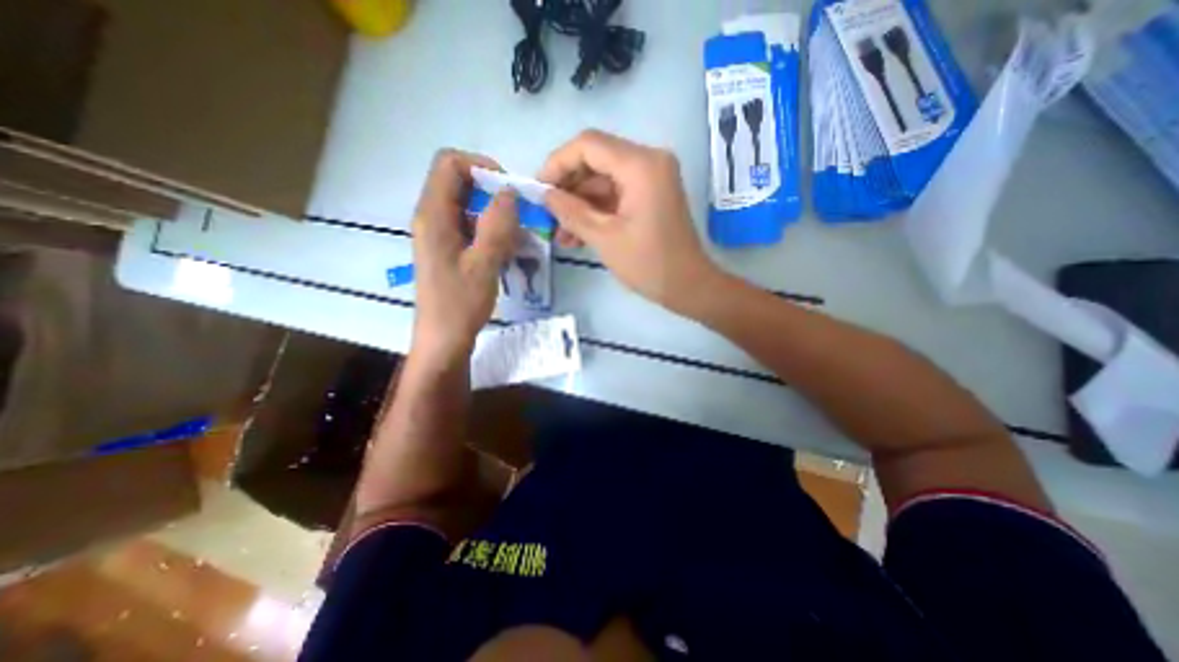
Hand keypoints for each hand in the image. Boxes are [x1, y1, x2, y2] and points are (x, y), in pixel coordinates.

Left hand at [411, 149, 517, 364]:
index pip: (450, 164)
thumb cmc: (460, 304)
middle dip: (494, 194)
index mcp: (433, 215)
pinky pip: (472, 227)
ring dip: (496, 216)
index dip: (481, 167)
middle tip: (519, 217)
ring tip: (517, 240)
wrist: (444, 339)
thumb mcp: (483, 264)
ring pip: (469, 207)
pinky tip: (508, 252)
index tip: (508, 191)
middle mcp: (432, 218)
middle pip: (461, 184)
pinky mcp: (450, 249)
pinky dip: (492, 232)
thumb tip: (509, 193)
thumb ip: (497, 226)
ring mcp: (441, 234)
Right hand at [537, 131, 717, 314]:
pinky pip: (615, 194)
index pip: (588, 145)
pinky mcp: (650, 195)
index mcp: (641, 165)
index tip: (538, 189)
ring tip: (558, 234)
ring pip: (603, 180)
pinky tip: (576, 235)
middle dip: (567, 188)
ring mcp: (651, 178)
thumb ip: (570, 212)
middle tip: (546, 214)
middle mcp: (649, 161)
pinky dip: (596, 211)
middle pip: (595, 160)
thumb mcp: (604, 238)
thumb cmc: (648, 264)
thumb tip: (544, 195)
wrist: (688, 286)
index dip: (557, 164)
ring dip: (579, 204)